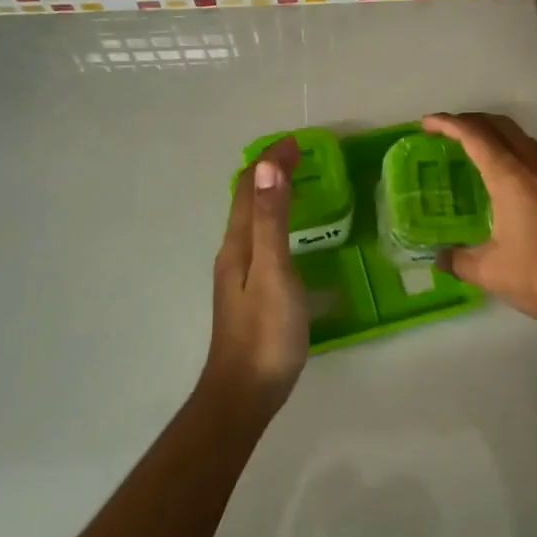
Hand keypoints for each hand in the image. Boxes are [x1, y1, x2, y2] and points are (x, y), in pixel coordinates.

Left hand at [201, 136, 308, 415]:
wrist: (246, 393)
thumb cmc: (266, 332)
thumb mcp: (274, 271)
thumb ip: (271, 221)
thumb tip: (267, 166)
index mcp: (237, 244)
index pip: (249, 188)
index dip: (270, 162)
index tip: (298, 143)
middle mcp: (233, 254)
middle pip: (247, 203)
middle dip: (270, 174)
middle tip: (302, 159)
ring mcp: (240, 277)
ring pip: (253, 224)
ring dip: (271, 198)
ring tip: (299, 187)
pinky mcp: (252, 295)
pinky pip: (262, 244)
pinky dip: (276, 225)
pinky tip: (292, 240)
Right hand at [422, 113, 536, 333]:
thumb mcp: (492, 272)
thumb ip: (460, 261)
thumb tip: (440, 259)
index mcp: (511, 177)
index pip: (475, 135)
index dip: (448, 124)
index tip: (425, 123)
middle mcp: (533, 168)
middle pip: (500, 126)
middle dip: (470, 120)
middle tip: (444, 133)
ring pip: (519, 138)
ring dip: (492, 134)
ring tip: (468, 150)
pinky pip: (530, 156)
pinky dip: (508, 152)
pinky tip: (499, 179)